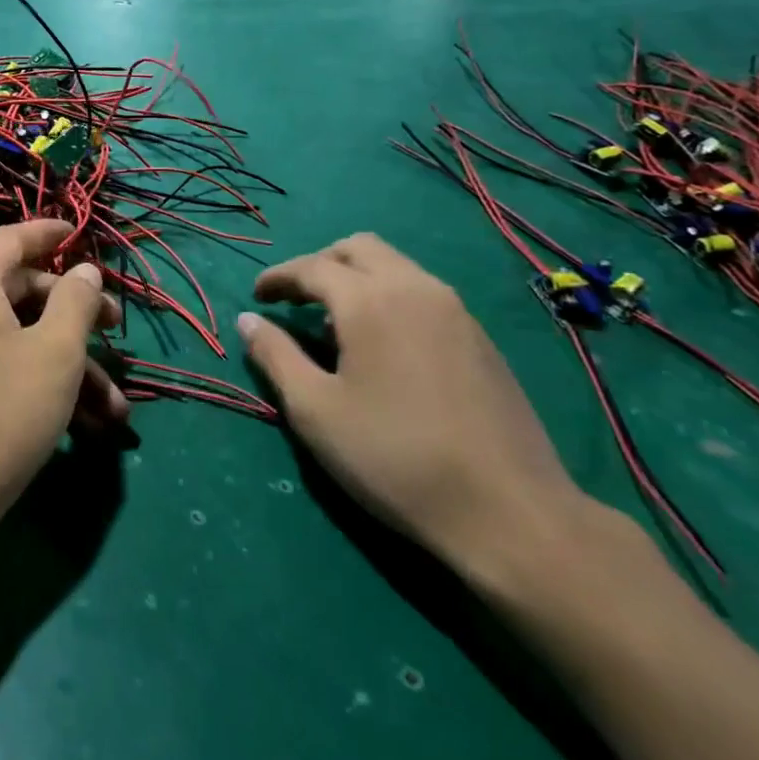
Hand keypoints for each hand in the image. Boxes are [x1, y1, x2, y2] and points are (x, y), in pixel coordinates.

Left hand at [0, 221, 127, 531]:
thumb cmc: (4, 412)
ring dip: (67, 362)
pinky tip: (85, 421)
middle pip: (20, 289)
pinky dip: (38, 379)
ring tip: (114, 405)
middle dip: (74, 313)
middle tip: (116, 331)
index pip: (12, 239)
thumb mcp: (56, 352)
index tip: (80, 233)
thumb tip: (85, 270)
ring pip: (17, 335)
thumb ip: (76, 301)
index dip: (50, 233)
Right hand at [236, 233, 585, 575]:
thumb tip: (249, 321)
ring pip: (395, 266)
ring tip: (335, 324)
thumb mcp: (316, 412)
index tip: (257, 297)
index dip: (278, 277)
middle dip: (319, 264)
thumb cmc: (395, 458)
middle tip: (296, 300)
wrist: (509, 511)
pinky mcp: (480, 337)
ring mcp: (455, 310)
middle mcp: (414, 288)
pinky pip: (422, 292)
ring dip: (357, 278)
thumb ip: (276, 357)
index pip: (312, 267)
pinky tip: (383, 345)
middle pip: (359, 248)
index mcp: (370, 301)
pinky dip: (389, 296)